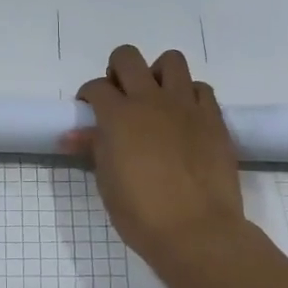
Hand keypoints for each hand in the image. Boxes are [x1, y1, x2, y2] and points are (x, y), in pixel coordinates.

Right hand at [64, 45, 245, 275]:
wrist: (197, 230)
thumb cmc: (141, 214)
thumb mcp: (107, 183)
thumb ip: (94, 149)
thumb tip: (73, 135)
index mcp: (118, 116)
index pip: (96, 87)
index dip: (88, 96)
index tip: (89, 111)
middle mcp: (151, 100)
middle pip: (128, 57)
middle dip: (118, 70)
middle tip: (119, 96)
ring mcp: (186, 106)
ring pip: (171, 61)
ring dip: (157, 74)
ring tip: (156, 99)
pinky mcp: (214, 118)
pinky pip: (201, 88)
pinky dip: (189, 95)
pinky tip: (184, 118)